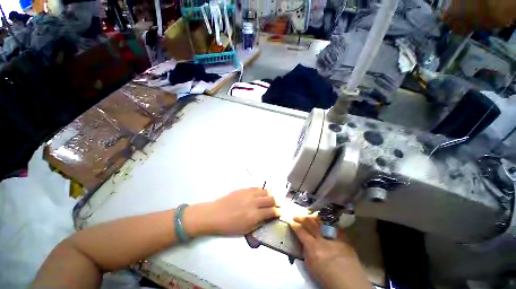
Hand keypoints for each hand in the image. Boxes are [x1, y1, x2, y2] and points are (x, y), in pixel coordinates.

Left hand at [185, 188, 279, 236]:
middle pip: (271, 199)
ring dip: (270, 195)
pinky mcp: (244, 189)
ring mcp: (249, 194)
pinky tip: (261, 193)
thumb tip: (266, 219)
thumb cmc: (228, 226)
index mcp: (254, 215)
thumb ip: (258, 224)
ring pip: (265, 191)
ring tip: (270, 198)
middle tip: (277, 205)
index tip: (279, 213)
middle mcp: (254, 202)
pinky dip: (262, 191)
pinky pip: (257, 188)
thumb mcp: (245, 230)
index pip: (271, 211)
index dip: (278, 212)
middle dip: (277, 202)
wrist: (214, 214)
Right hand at [290, 217, 370, 288]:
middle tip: (295, 216)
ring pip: (320, 222)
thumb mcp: (310, 267)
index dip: (294, 225)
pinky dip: (327, 223)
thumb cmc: (327, 278)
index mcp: (313, 247)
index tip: (290, 221)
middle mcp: (323, 239)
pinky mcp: (344, 238)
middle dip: (301, 218)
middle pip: (309, 223)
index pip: (301, 231)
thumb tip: (304, 242)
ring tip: (307, 217)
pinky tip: (323, 222)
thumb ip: (306, 252)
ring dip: (312, 218)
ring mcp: (334, 237)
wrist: (349, 283)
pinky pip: (333, 226)